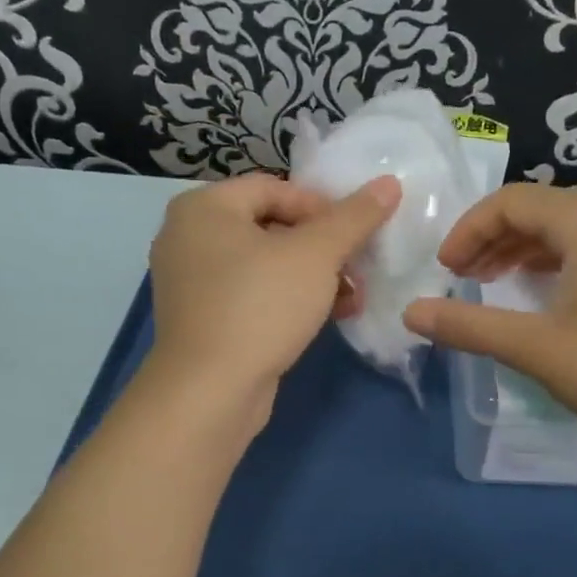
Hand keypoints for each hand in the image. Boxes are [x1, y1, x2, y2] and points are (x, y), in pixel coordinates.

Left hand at [143, 172, 399, 423]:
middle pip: (271, 226)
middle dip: (322, 247)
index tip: (355, 234)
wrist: (209, 393)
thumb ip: (353, 217)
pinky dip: (287, 299)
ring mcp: (190, 281)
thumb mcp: (316, 255)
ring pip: (264, 264)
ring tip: (353, 296)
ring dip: (313, 276)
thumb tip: (389, 184)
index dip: (322, 207)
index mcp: (203, 207)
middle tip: (358, 266)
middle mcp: (187, 236)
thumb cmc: (260, 306)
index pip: (275, 188)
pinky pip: (251, 294)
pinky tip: (327, 316)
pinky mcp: (201, 319)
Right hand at [403, 184, 576, 445]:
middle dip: (488, 237)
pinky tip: (534, 289)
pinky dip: (548, 258)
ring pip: (558, 225)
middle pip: (533, 208)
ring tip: (487, 281)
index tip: (444, 270)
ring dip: (517, 248)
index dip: (467, 231)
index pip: (509, 202)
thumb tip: (412, 312)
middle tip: (460, 277)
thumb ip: (470, 326)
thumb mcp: (536, 347)